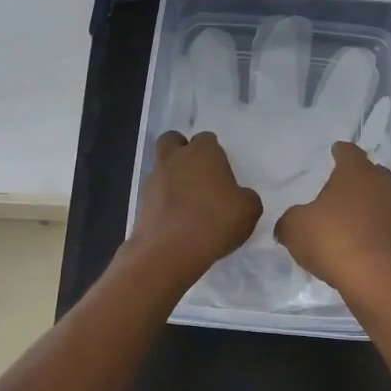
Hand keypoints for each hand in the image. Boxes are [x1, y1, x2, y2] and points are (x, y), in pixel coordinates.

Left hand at [128, 131, 261, 284]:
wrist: (170, 251)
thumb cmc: (215, 221)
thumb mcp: (249, 210)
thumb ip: (246, 197)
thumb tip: (238, 197)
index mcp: (203, 151)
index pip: (207, 139)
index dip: (215, 154)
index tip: (222, 174)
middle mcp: (175, 158)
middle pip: (173, 141)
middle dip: (183, 152)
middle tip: (199, 175)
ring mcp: (154, 179)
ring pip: (162, 167)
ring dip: (173, 178)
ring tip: (189, 204)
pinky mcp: (141, 202)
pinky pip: (155, 194)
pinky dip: (164, 201)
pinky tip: (178, 220)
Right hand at [275, 142, 390, 299]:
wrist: (377, 279)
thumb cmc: (333, 240)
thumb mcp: (294, 228)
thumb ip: (288, 220)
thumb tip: (289, 223)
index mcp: (356, 171)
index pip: (348, 152)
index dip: (339, 152)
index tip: (334, 152)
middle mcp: (382, 183)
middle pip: (369, 173)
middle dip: (354, 178)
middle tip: (337, 187)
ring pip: (379, 198)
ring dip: (364, 205)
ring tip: (345, 216)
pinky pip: (383, 224)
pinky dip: (371, 228)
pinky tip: (356, 242)